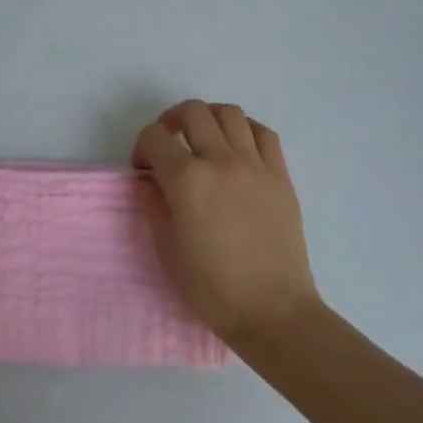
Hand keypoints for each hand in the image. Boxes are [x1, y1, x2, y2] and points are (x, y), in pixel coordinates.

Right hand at [133, 100, 324, 351]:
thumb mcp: (167, 248)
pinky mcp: (281, 176)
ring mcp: (256, 166)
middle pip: (192, 112)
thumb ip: (154, 205)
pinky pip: (263, 133)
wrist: (272, 310)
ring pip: (229, 113)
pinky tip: (236, 149)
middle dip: (170, 121)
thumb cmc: (211, 287)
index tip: (143, 170)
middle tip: (168, 146)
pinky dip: (244, 130)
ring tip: (201, 140)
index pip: (155, 137)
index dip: (141, 148)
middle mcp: (221, 161)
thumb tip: (150, 182)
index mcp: (187, 180)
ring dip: (208, 118)